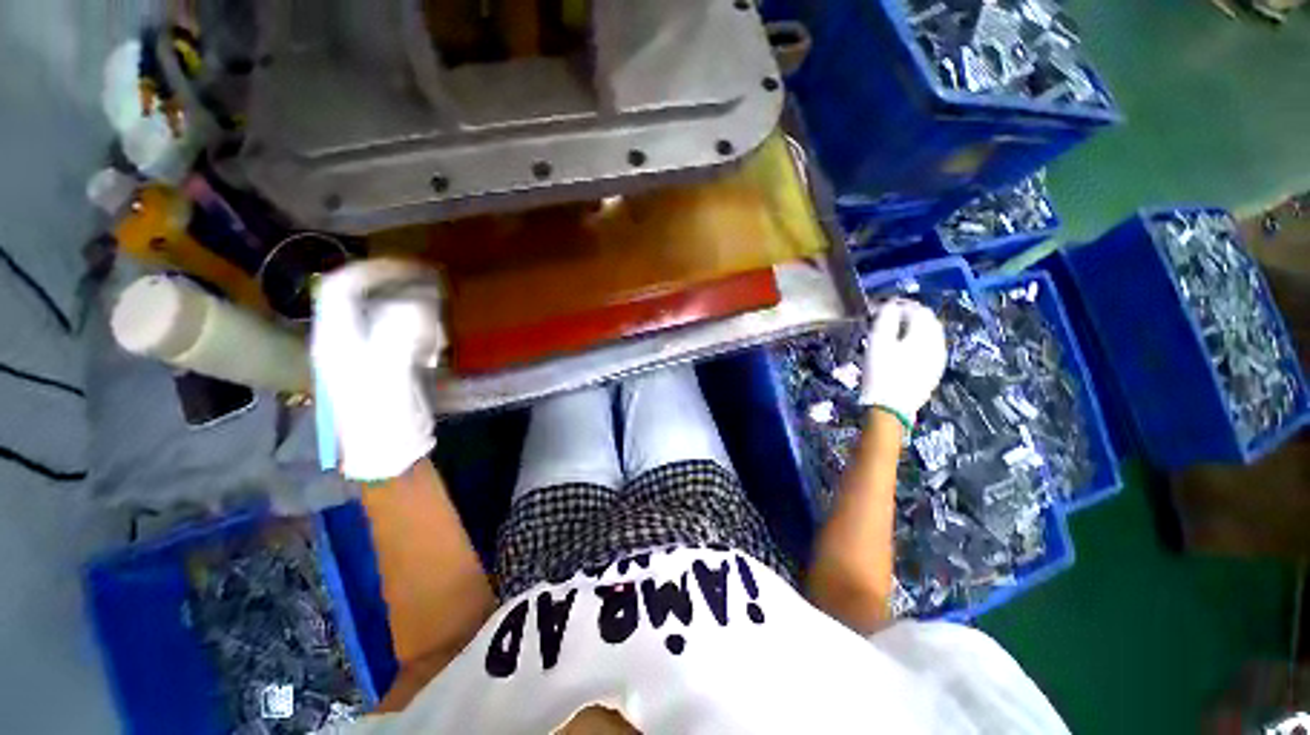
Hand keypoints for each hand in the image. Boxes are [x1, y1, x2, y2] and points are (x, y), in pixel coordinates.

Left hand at [313, 260, 444, 480]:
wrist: (388, 453)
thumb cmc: (383, 419)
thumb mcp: (387, 378)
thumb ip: (397, 337)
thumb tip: (415, 305)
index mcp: (335, 339)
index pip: (342, 288)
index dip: (372, 270)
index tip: (410, 266)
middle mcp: (344, 339)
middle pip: (362, 296)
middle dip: (397, 284)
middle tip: (431, 285)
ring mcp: (363, 352)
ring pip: (381, 311)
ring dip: (411, 304)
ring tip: (437, 311)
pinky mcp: (383, 363)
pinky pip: (398, 330)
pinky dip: (419, 325)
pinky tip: (435, 338)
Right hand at [859, 298, 947, 430]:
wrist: (890, 408)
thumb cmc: (881, 373)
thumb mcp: (877, 342)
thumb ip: (885, 319)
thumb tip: (891, 305)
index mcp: (924, 335)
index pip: (918, 310)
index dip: (901, 305)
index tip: (884, 307)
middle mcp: (937, 344)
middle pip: (928, 321)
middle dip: (910, 315)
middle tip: (889, 318)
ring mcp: (938, 360)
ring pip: (931, 336)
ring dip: (915, 329)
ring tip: (895, 333)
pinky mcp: (933, 373)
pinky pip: (930, 350)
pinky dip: (918, 343)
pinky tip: (904, 350)